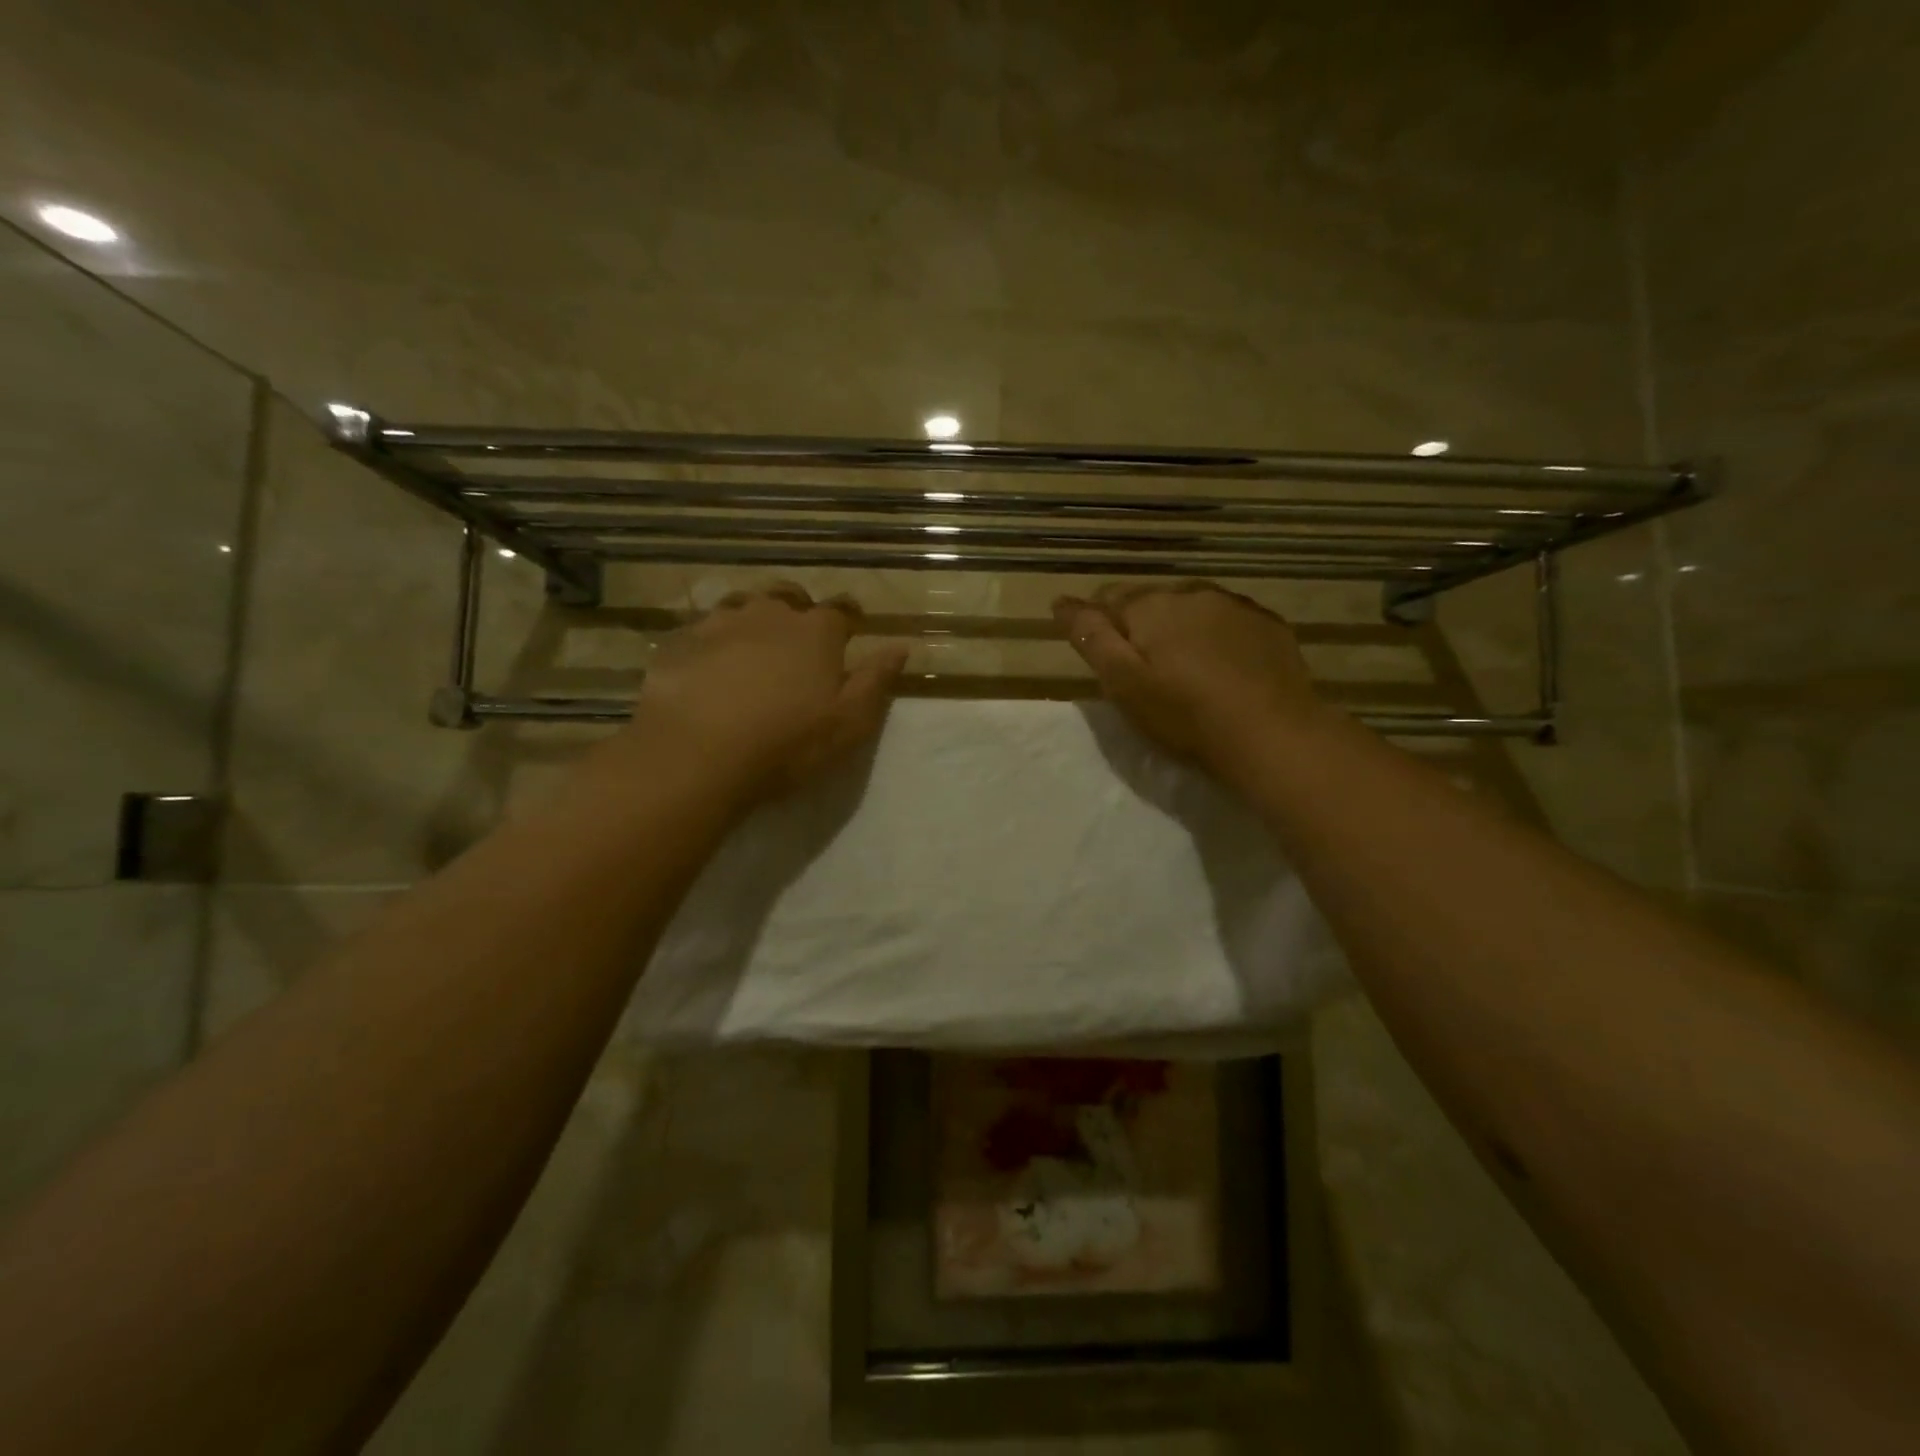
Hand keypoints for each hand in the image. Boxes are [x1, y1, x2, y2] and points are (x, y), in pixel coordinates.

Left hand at [625, 583, 907, 805]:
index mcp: (816, 631)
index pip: (842, 609)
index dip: (850, 617)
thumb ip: (876, 680)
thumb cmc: (786, 743)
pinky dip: (713, 640)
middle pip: (789, 596)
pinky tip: (709, 665)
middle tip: (799, 637)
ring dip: (754, 619)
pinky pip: (702, 629)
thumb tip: (901, 645)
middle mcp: (769, 614)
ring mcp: (720, 622)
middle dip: (798, 609)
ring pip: (743, 605)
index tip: (852, 627)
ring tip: (753, 647)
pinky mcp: (679, 641)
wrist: (695, 755)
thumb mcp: (849, 722)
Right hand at [1054, 582, 1329, 781]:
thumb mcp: (1122, 683)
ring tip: (1185, 669)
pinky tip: (1223, 669)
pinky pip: (1229, 622)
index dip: (1099, 624)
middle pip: (1153, 601)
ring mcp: (1235, 605)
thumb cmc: (1184, 714)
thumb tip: (1061, 601)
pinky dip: (1218, 636)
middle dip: (1142, 626)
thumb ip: (1091, 637)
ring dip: (1181, 629)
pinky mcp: (1269, 625)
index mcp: (1150, 606)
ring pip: (1193, 608)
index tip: (1103, 656)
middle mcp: (1192, 592)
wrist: (1272, 734)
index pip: (1108, 599)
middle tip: (1144, 671)